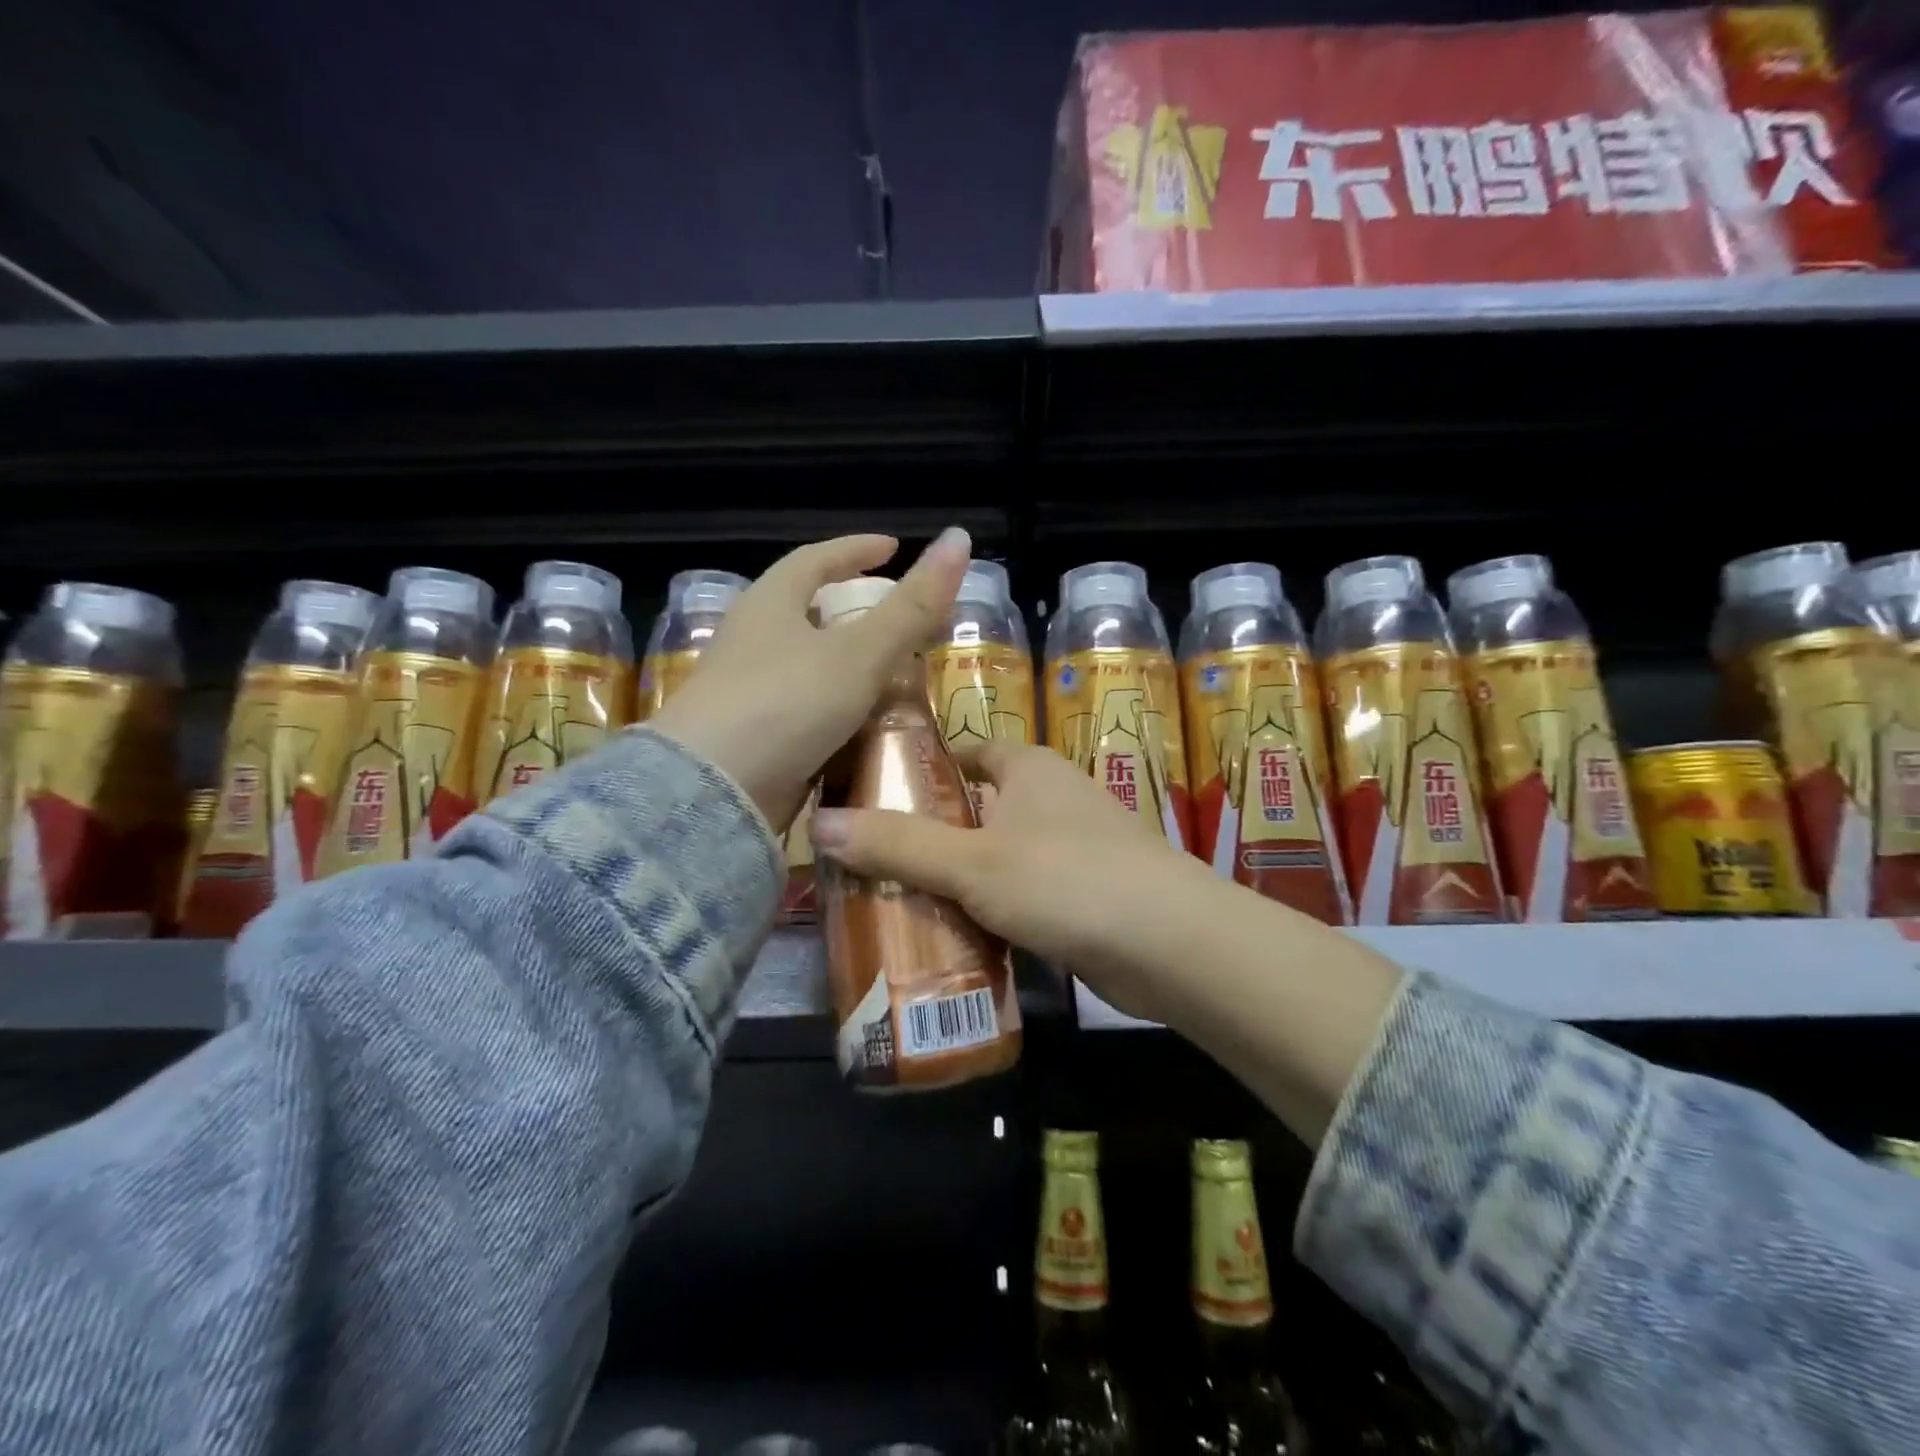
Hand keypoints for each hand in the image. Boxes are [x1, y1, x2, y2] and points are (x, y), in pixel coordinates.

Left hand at [647, 528, 970, 832]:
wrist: (714, 791)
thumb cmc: (787, 703)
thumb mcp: (861, 652)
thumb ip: (912, 606)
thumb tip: (959, 538)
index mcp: (770, 603)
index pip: (815, 559)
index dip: (856, 550)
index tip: (891, 547)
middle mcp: (751, 639)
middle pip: (804, 609)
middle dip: (850, 607)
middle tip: (894, 614)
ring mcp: (745, 690)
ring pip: (804, 663)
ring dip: (845, 662)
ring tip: (889, 669)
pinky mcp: (749, 735)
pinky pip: (802, 707)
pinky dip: (835, 706)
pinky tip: (862, 722)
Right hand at [809, 739, 1215, 1023]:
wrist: (1171, 944)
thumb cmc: (1066, 880)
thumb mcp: (972, 862)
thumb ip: (897, 844)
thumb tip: (817, 824)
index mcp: (1029, 768)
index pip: (968, 751)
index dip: (925, 767)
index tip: (877, 795)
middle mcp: (1054, 797)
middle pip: (980, 805)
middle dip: (934, 830)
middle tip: (875, 860)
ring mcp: (1075, 846)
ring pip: (1001, 852)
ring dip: (961, 875)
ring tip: (901, 902)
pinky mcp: (1087, 893)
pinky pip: (1024, 892)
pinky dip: (994, 908)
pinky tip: (959, 937)